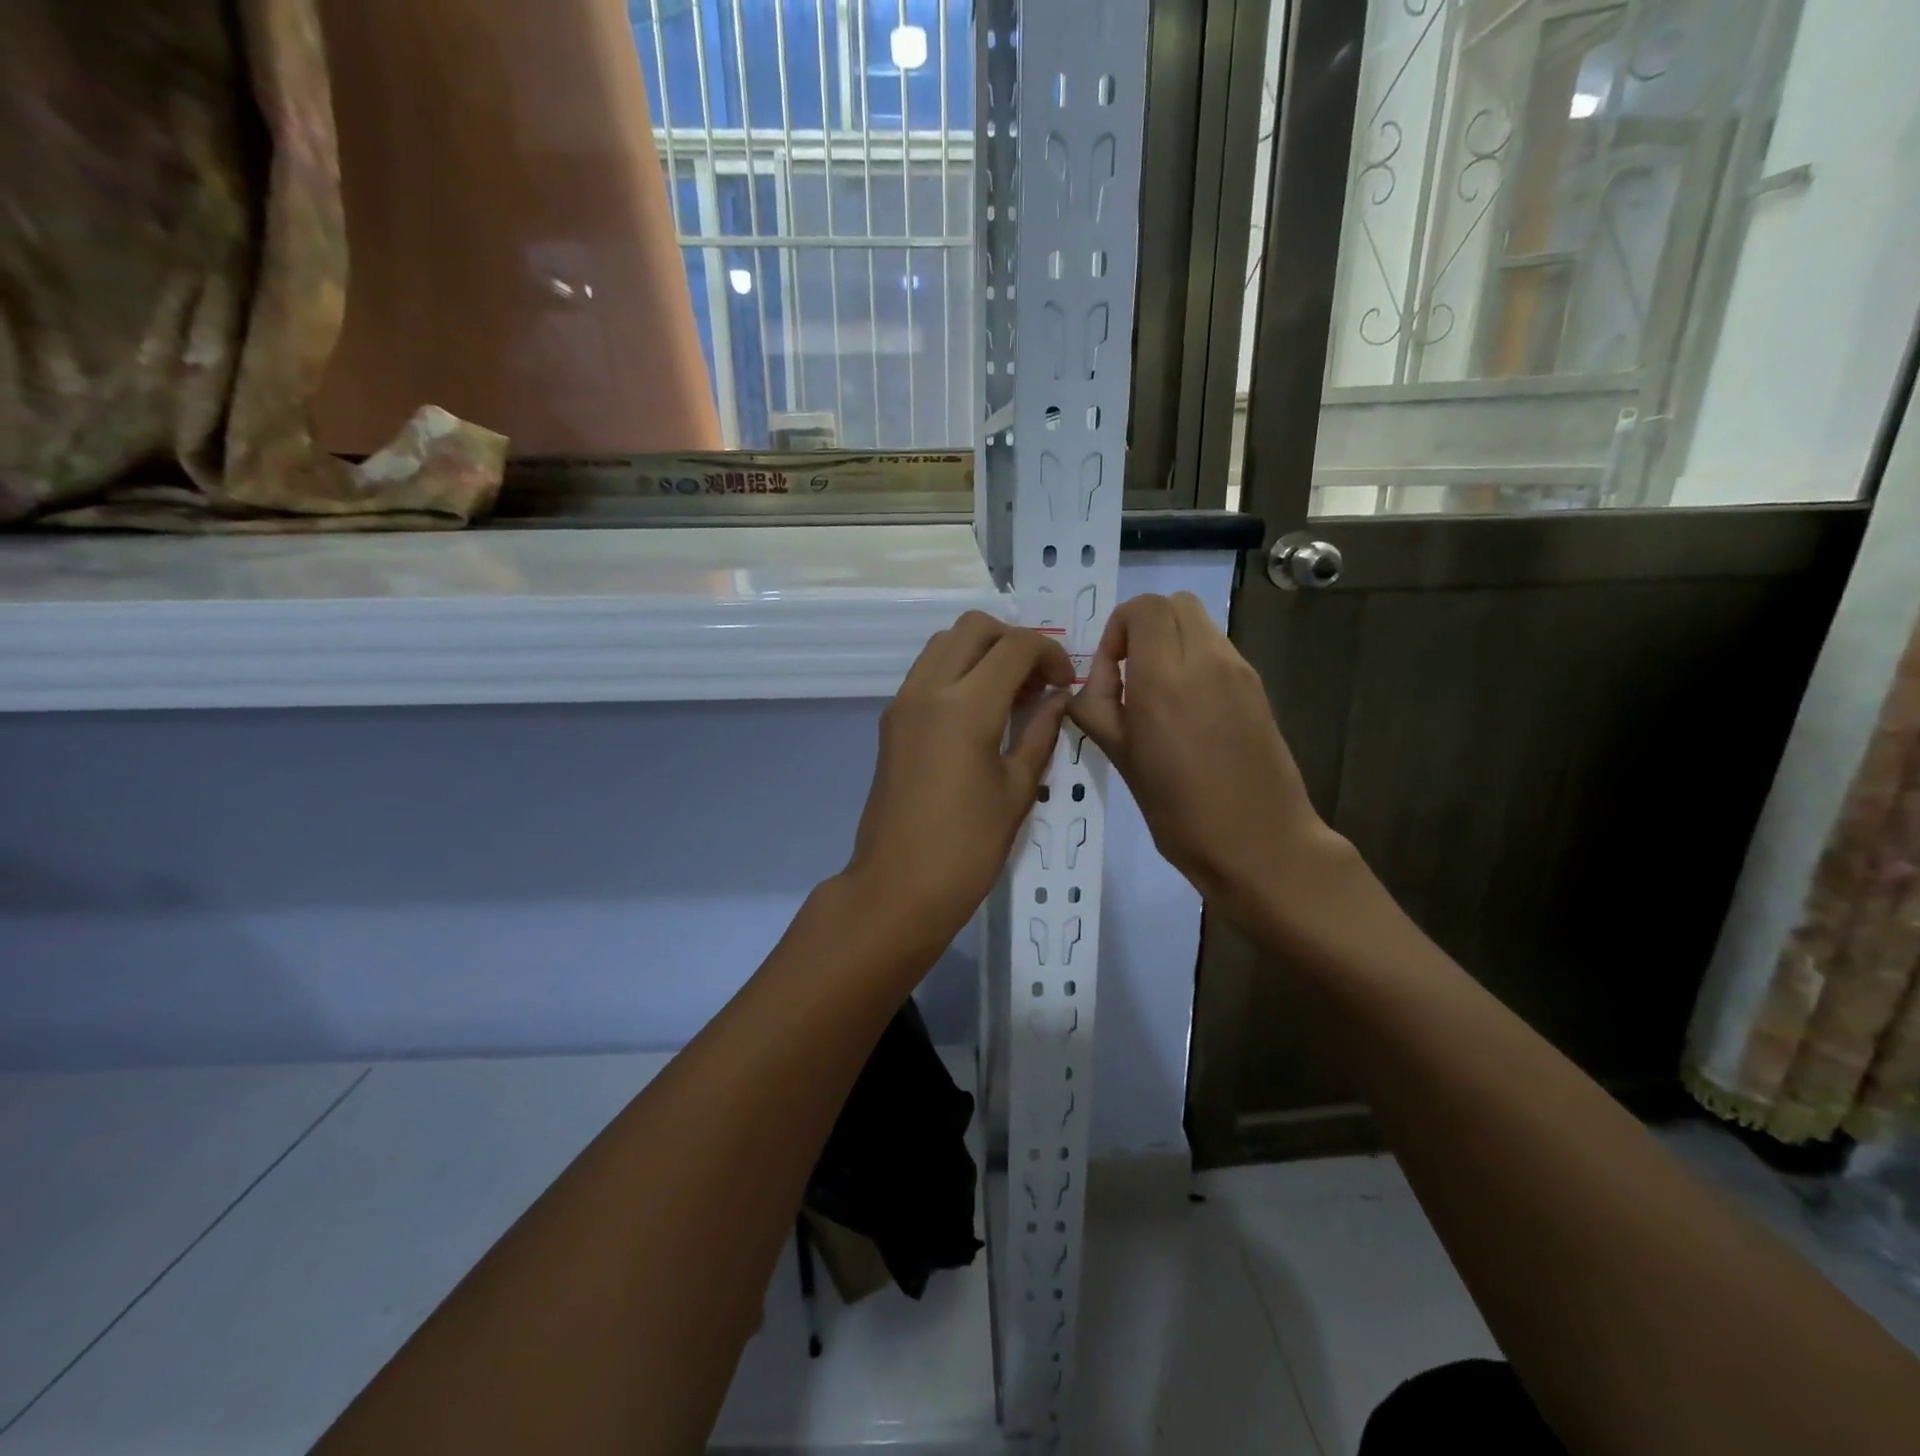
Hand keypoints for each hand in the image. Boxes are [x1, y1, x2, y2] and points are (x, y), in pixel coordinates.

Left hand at [843, 612, 1072, 955]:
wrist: (898, 886)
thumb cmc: (968, 847)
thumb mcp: (1017, 789)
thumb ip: (1041, 732)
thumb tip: (1059, 698)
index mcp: (967, 705)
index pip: (1015, 646)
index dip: (1050, 654)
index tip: (1064, 683)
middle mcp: (929, 689)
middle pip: (974, 627)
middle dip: (1013, 641)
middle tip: (1035, 681)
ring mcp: (903, 702)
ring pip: (944, 643)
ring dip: (981, 651)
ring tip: (1008, 694)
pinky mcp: (890, 720)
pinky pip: (926, 671)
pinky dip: (956, 670)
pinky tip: (978, 711)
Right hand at [1067, 593, 1346, 929]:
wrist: (1260, 843)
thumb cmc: (1179, 810)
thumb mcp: (1120, 759)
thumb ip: (1096, 707)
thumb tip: (1094, 681)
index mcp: (1164, 677)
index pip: (1143, 608)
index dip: (1119, 628)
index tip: (1112, 671)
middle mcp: (1206, 660)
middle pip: (1175, 604)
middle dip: (1145, 627)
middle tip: (1131, 674)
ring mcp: (1239, 671)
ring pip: (1200, 623)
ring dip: (1172, 642)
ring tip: (1159, 695)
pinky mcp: (1257, 687)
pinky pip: (1219, 650)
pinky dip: (1196, 660)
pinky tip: (1189, 711)